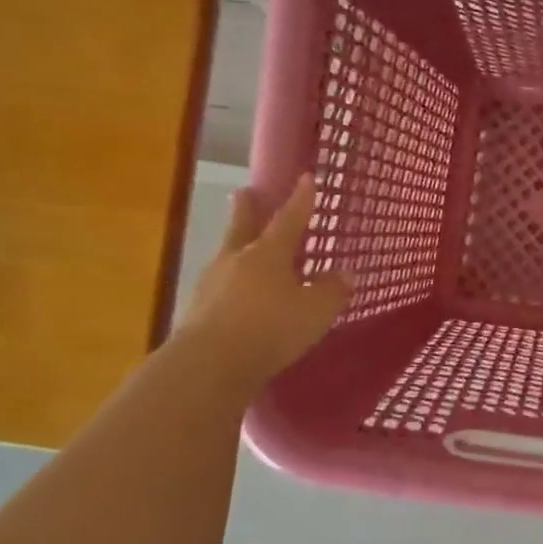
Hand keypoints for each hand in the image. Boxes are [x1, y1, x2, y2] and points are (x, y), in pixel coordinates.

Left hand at [176, 175, 349, 387]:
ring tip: (243, 248)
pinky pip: (220, 288)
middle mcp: (237, 260)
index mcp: (268, 253)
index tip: (306, 178)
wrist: (209, 365)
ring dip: (236, 248)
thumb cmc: (270, 329)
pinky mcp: (197, 311)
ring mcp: (212, 284)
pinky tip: (236, 296)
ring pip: (228, 256)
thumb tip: (344, 274)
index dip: (301, 199)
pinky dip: (231, 284)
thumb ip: (332, 291)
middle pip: (243, 227)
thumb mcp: (315, 311)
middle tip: (244, 192)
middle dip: (247, 210)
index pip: (290, 219)